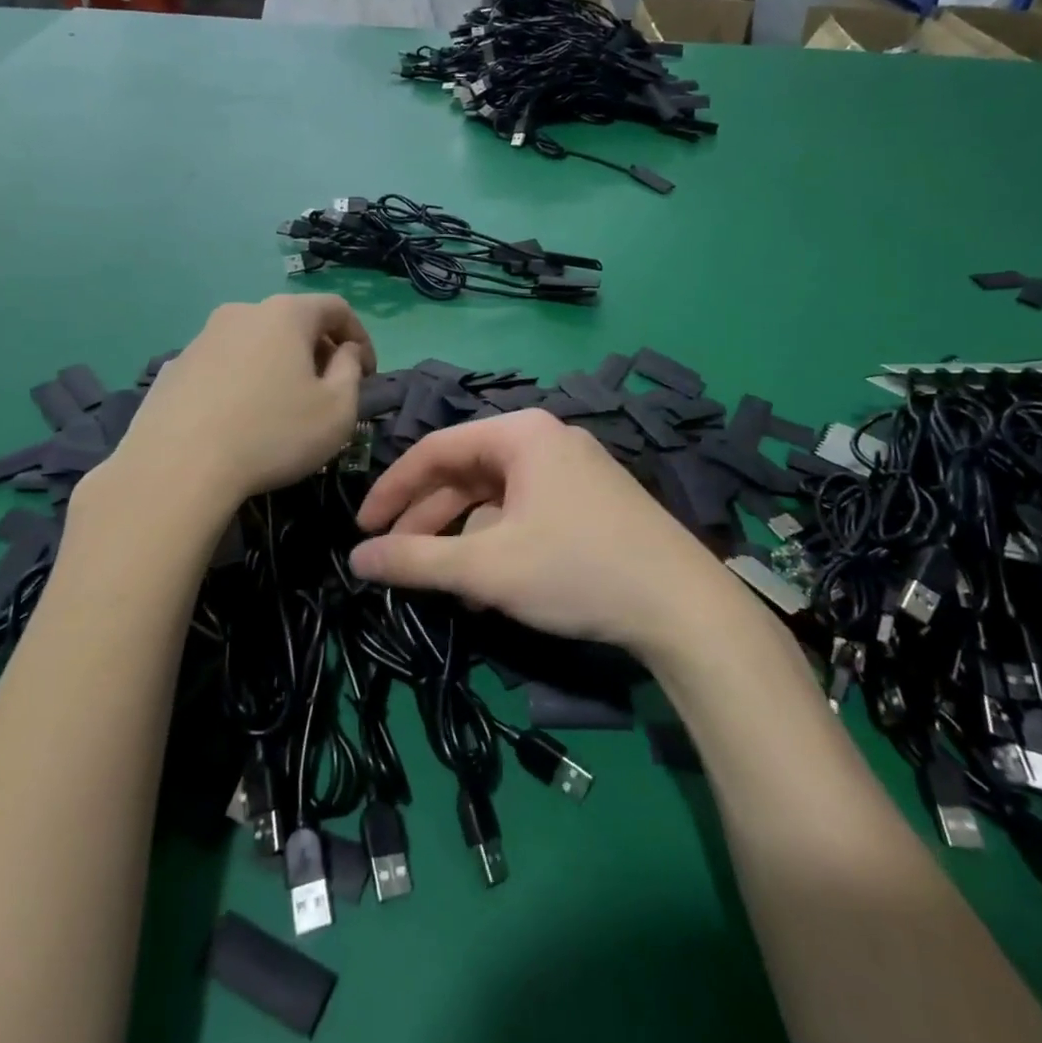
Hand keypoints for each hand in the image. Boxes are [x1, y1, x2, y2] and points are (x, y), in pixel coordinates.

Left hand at [109, 295, 373, 509]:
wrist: (177, 467)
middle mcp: (242, 312)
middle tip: (329, 389)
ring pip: (256, 343)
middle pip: (293, 322)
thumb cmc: (273, 434)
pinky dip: (244, 381)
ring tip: (284, 406)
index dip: (360, 337)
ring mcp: (202, 337)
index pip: (336, 308)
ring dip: (279, 365)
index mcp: (286, 314)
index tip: (367, 373)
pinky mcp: (175, 367)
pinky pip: (225, 365)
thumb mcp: (338, 410)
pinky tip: (242, 419)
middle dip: (319, 351)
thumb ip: (351, 371)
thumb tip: (345, 353)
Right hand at [349, 409, 734, 657]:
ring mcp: (574, 471)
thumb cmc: (577, 570)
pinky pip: (526, 513)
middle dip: (427, 518)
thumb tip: (356, 558)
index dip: (392, 489)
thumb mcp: (486, 568)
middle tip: (394, 559)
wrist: (685, 608)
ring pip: (496, 498)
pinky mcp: (592, 503)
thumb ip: (415, 561)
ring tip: (439, 583)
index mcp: (521, 434)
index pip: (436, 449)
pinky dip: (499, 543)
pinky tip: (488, 587)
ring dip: (462, 538)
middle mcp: (547, 440)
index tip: (362, 528)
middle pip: (466, 473)